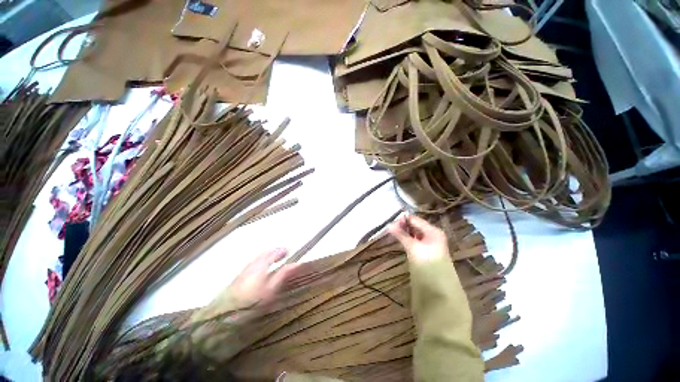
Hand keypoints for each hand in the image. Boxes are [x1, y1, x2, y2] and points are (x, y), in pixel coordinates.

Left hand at [230, 248, 299, 305]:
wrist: (228, 312)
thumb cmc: (254, 300)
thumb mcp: (272, 288)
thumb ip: (283, 274)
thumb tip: (296, 263)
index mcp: (262, 265)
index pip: (274, 253)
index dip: (282, 251)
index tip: (289, 250)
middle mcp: (253, 264)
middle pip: (265, 253)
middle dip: (275, 251)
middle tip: (283, 253)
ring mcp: (245, 270)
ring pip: (258, 257)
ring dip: (268, 255)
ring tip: (274, 259)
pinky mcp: (239, 276)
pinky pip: (253, 262)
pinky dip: (261, 260)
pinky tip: (262, 267)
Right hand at [388, 215, 449, 262]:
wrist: (438, 286)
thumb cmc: (427, 263)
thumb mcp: (413, 247)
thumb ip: (401, 235)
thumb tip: (388, 225)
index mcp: (433, 230)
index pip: (415, 219)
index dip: (402, 220)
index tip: (390, 223)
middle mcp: (432, 234)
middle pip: (415, 225)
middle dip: (402, 226)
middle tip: (390, 228)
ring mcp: (429, 243)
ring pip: (414, 233)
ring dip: (404, 232)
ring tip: (392, 232)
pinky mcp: (425, 250)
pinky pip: (414, 240)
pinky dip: (407, 239)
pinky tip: (399, 239)